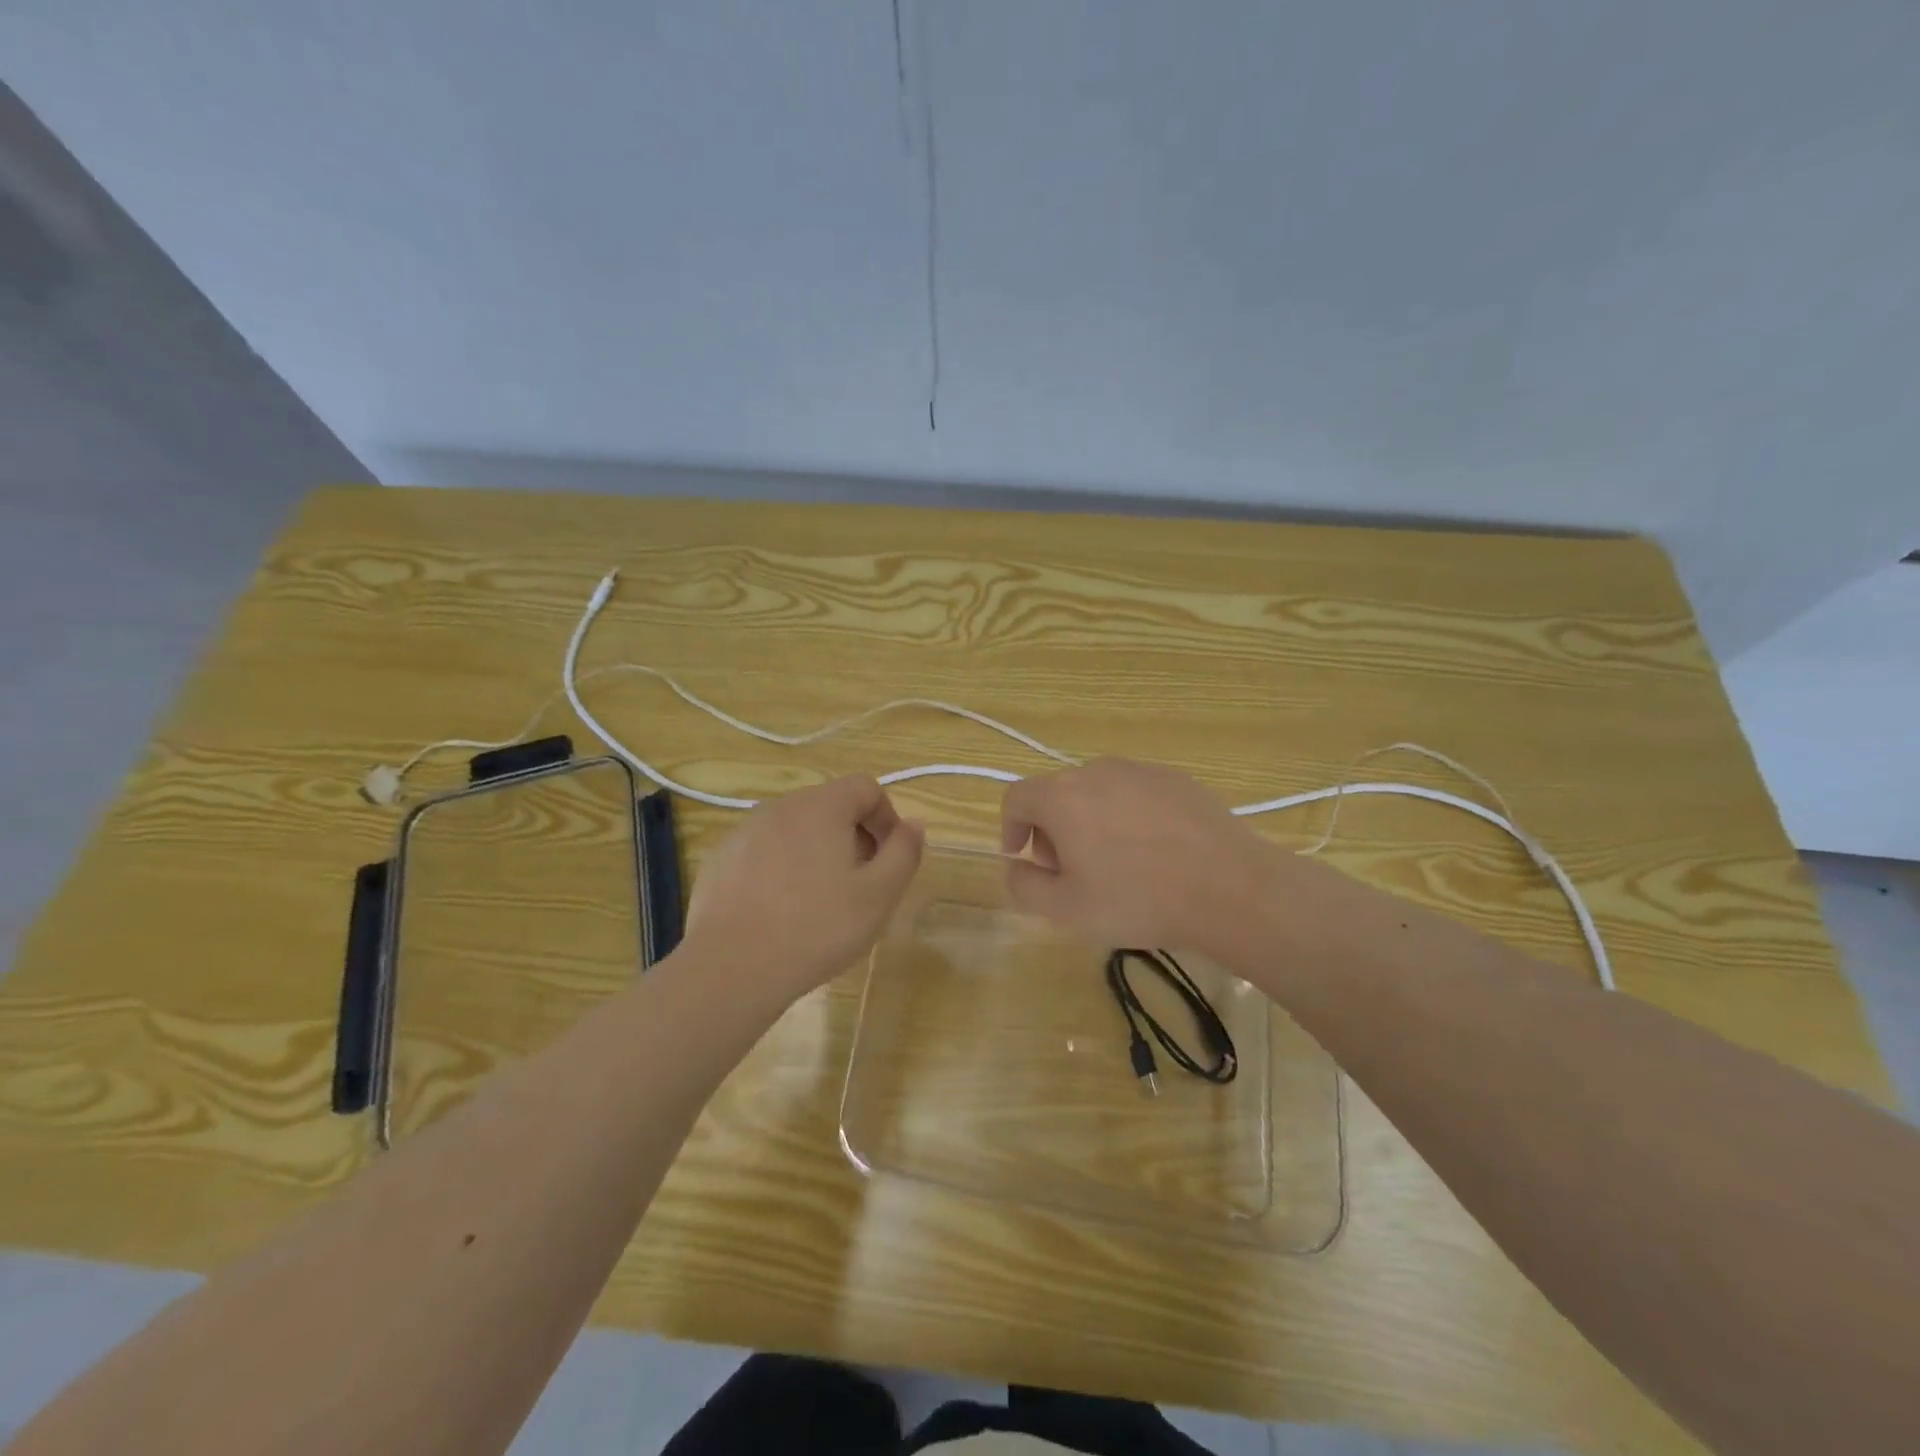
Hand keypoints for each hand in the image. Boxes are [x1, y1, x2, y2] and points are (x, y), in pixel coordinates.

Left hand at [687, 775, 923, 1000]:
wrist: (731, 968)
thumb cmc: (816, 928)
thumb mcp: (878, 895)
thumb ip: (904, 852)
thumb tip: (914, 824)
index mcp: (821, 806)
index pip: (866, 787)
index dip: (887, 818)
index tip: (889, 859)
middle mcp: (781, 806)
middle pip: (830, 806)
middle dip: (854, 836)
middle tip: (861, 884)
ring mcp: (745, 831)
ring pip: (796, 829)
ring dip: (818, 852)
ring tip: (821, 901)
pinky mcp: (721, 859)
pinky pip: (765, 851)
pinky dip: (782, 868)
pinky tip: (782, 911)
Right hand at [999, 758, 1274, 951]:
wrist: (1231, 888)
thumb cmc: (1138, 899)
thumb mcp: (1066, 909)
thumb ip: (1024, 885)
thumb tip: (1016, 865)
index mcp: (1063, 796)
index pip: (1016, 797)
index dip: (1010, 828)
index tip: (1023, 858)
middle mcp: (1096, 771)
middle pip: (1057, 794)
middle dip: (1052, 830)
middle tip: (1070, 872)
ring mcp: (1140, 770)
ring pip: (1097, 792)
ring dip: (1090, 822)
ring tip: (1115, 864)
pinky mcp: (1176, 778)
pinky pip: (1135, 793)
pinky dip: (1128, 816)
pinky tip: (1154, 853)